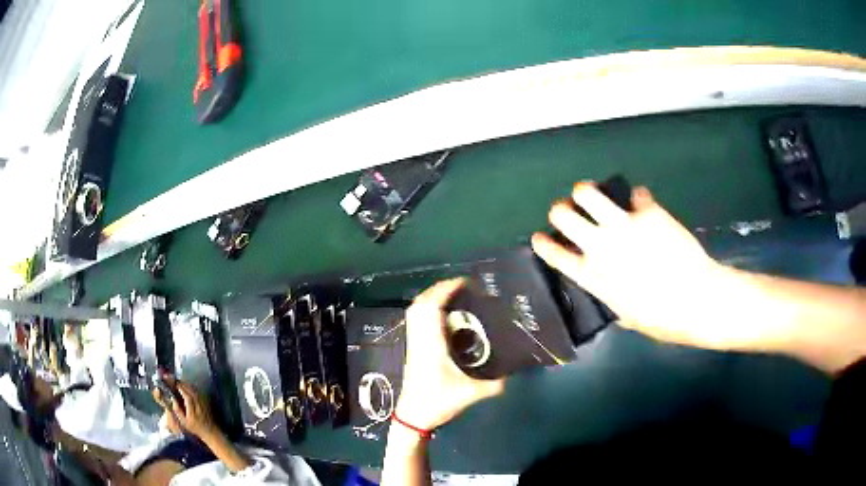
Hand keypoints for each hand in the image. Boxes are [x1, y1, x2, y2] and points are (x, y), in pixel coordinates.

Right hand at [153, 379, 217, 439]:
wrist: (211, 431)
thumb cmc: (195, 428)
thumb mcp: (184, 422)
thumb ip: (177, 410)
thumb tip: (172, 399)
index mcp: (193, 410)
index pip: (186, 394)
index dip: (179, 387)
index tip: (172, 381)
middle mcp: (198, 404)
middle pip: (189, 389)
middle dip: (180, 382)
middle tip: (171, 378)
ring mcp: (203, 401)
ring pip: (193, 388)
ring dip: (185, 383)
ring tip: (176, 380)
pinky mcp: (205, 400)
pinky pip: (196, 390)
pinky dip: (190, 386)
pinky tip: (185, 386)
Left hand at [395, 279, 504, 430]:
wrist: (412, 416)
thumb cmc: (437, 403)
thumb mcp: (470, 394)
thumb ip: (494, 385)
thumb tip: (512, 376)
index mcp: (432, 344)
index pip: (432, 307)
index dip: (446, 289)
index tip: (464, 281)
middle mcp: (420, 339)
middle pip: (421, 304)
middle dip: (439, 289)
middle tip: (461, 286)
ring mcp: (414, 344)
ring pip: (416, 311)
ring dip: (432, 298)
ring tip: (453, 296)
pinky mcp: (414, 350)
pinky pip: (416, 321)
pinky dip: (427, 310)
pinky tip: (443, 317)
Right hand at [532, 182, 745, 350]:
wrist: (697, 300)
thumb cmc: (663, 319)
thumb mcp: (629, 317)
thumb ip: (614, 299)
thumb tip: (612, 291)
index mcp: (594, 277)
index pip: (556, 255)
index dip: (543, 243)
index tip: (539, 237)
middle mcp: (602, 246)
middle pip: (563, 215)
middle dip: (561, 210)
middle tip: (569, 212)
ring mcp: (625, 225)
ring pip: (589, 192)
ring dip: (586, 192)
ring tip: (591, 195)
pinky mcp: (649, 212)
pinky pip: (636, 194)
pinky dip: (637, 199)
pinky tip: (642, 205)